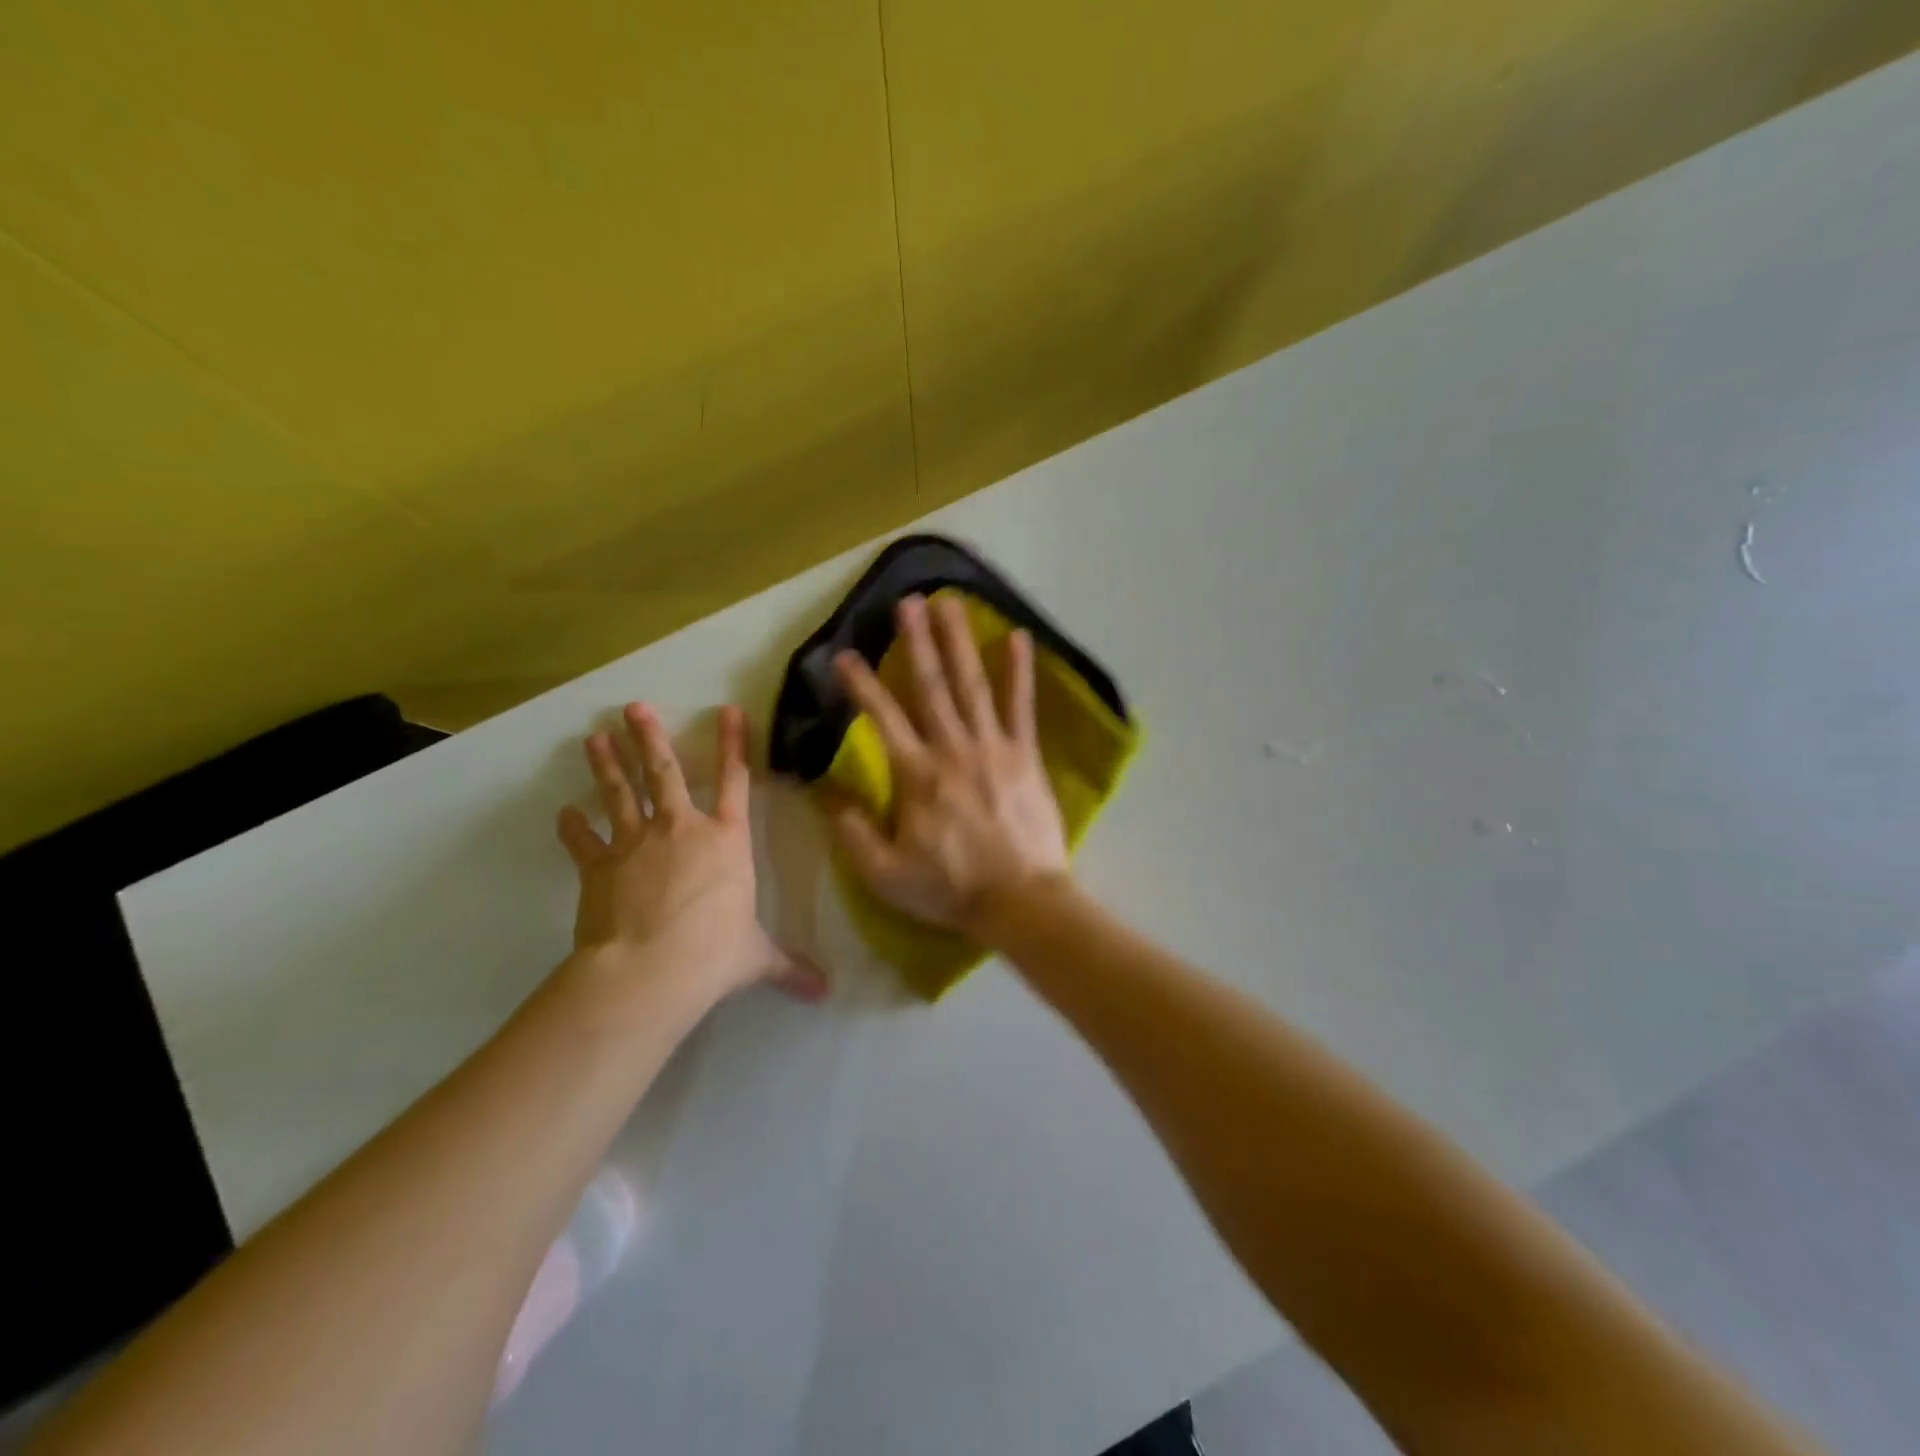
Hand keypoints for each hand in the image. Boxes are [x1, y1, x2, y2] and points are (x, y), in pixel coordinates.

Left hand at [557, 703, 825, 1001]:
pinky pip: (583, 841)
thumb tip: (825, 992)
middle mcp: (682, 829)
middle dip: (649, 737)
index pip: (736, 781)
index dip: (733, 744)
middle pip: (665, 772)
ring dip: (607, 765)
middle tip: (633, 708)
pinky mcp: (599, 867)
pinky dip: (573, 828)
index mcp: (727, 841)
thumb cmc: (714, 953)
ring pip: (621, 793)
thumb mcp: (756, 957)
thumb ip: (788, 967)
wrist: (650, 970)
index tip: (727, 710)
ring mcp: (636, 843)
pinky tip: (563, 814)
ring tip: (594, 738)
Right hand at [828, 594, 1070, 939]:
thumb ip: (852, 831)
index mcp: (916, 775)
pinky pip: (1021, 707)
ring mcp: (993, 747)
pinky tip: (1018, 638)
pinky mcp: (1025, 756)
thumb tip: (826, 793)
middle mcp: (952, 749)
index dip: (860, 685)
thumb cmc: (950, 888)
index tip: (844, 655)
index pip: (882, 718)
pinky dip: (1019, 672)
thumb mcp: (884, 874)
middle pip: (930, 687)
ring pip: (972, 685)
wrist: (1020, 901)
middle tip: (907, 601)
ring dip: (959, 642)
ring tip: (950, 604)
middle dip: (915, 642)